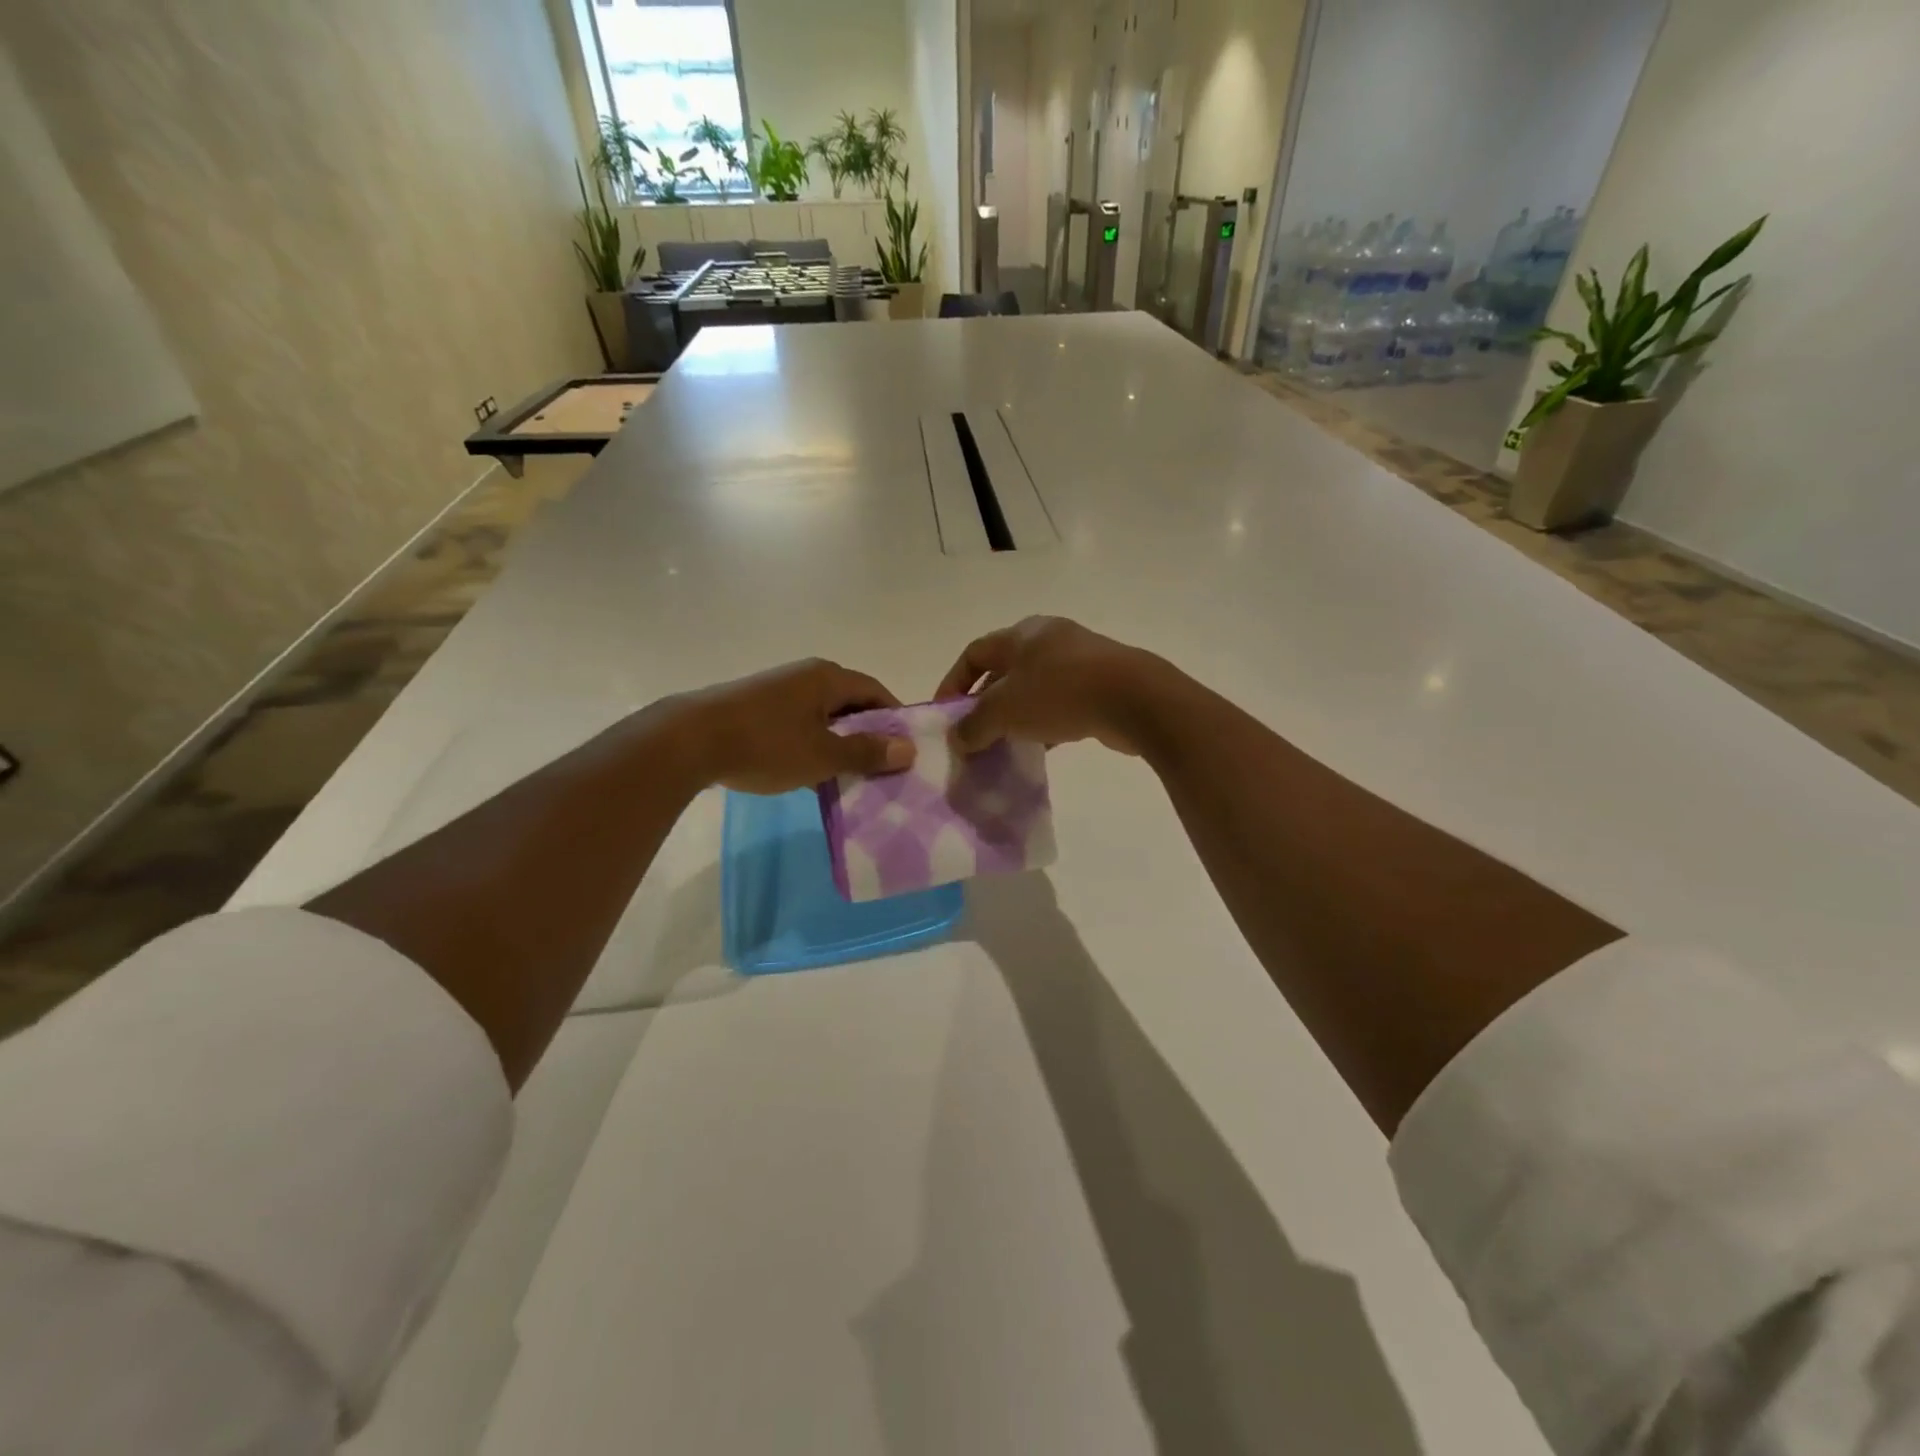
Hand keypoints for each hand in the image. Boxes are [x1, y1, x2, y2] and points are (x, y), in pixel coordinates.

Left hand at [672, 658, 915, 792]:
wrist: (689, 740)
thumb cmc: (766, 744)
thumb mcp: (823, 755)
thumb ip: (866, 752)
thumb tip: (908, 749)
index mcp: (828, 677)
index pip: (876, 692)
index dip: (894, 720)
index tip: (904, 751)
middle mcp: (805, 675)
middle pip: (850, 702)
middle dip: (866, 734)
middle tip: (879, 768)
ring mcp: (778, 689)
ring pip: (822, 715)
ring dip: (837, 742)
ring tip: (846, 776)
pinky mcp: (755, 706)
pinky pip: (798, 723)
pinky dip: (810, 743)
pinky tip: (808, 772)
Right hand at [933, 616, 1166, 756]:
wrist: (1134, 699)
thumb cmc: (1059, 693)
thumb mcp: (1004, 711)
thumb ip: (974, 725)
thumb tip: (959, 738)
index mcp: (1021, 634)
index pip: (974, 653)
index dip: (953, 683)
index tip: (945, 715)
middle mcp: (1049, 639)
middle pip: (1004, 670)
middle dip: (985, 702)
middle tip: (974, 733)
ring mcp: (1079, 660)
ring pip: (1034, 688)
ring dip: (1016, 716)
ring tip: (1004, 745)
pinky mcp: (1102, 684)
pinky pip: (1061, 703)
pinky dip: (1045, 723)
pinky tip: (1041, 747)